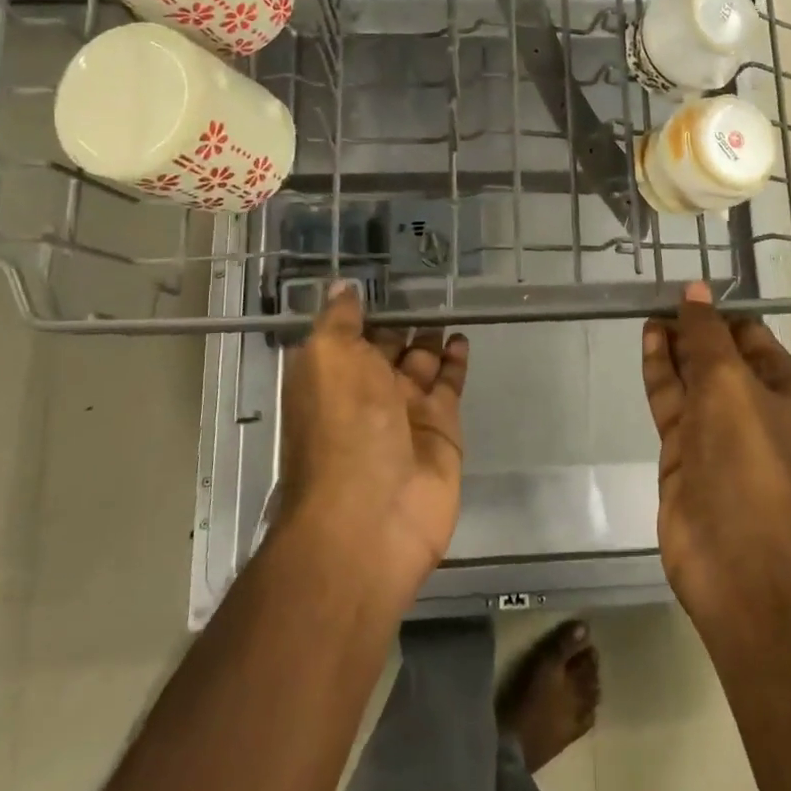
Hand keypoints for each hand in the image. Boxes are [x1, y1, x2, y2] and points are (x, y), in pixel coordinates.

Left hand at [277, 285, 469, 607]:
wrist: (373, 515)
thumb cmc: (342, 428)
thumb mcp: (328, 359)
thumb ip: (339, 320)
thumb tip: (343, 287)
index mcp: (331, 375)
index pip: (349, 332)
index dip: (364, 307)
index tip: (384, 275)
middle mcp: (366, 391)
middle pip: (387, 347)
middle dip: (402, 319)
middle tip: (427, 282)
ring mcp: (406, 411)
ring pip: (421, 362)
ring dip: (431, 336)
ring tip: (449, 302)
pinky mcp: (442, 428)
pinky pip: (450, 385)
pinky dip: (456, 361)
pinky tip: (462, 337)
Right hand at [641, 280, 790, 617]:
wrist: (734, 554)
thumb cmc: (746, 457)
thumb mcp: (729, 381)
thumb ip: (706, 334)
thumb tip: (694, 288)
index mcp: (786, 388)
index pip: (751, 335)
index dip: (719, 312)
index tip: (686, 289)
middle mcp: (755, 405)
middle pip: (720, 354)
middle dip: (693, 327)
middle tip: (659, 295)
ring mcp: (717, 430)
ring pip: (692, 376)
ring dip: (674, 346)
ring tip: (649, 312)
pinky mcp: (685, 451)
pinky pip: (671, 401)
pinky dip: (660, 372)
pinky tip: (648, 342)